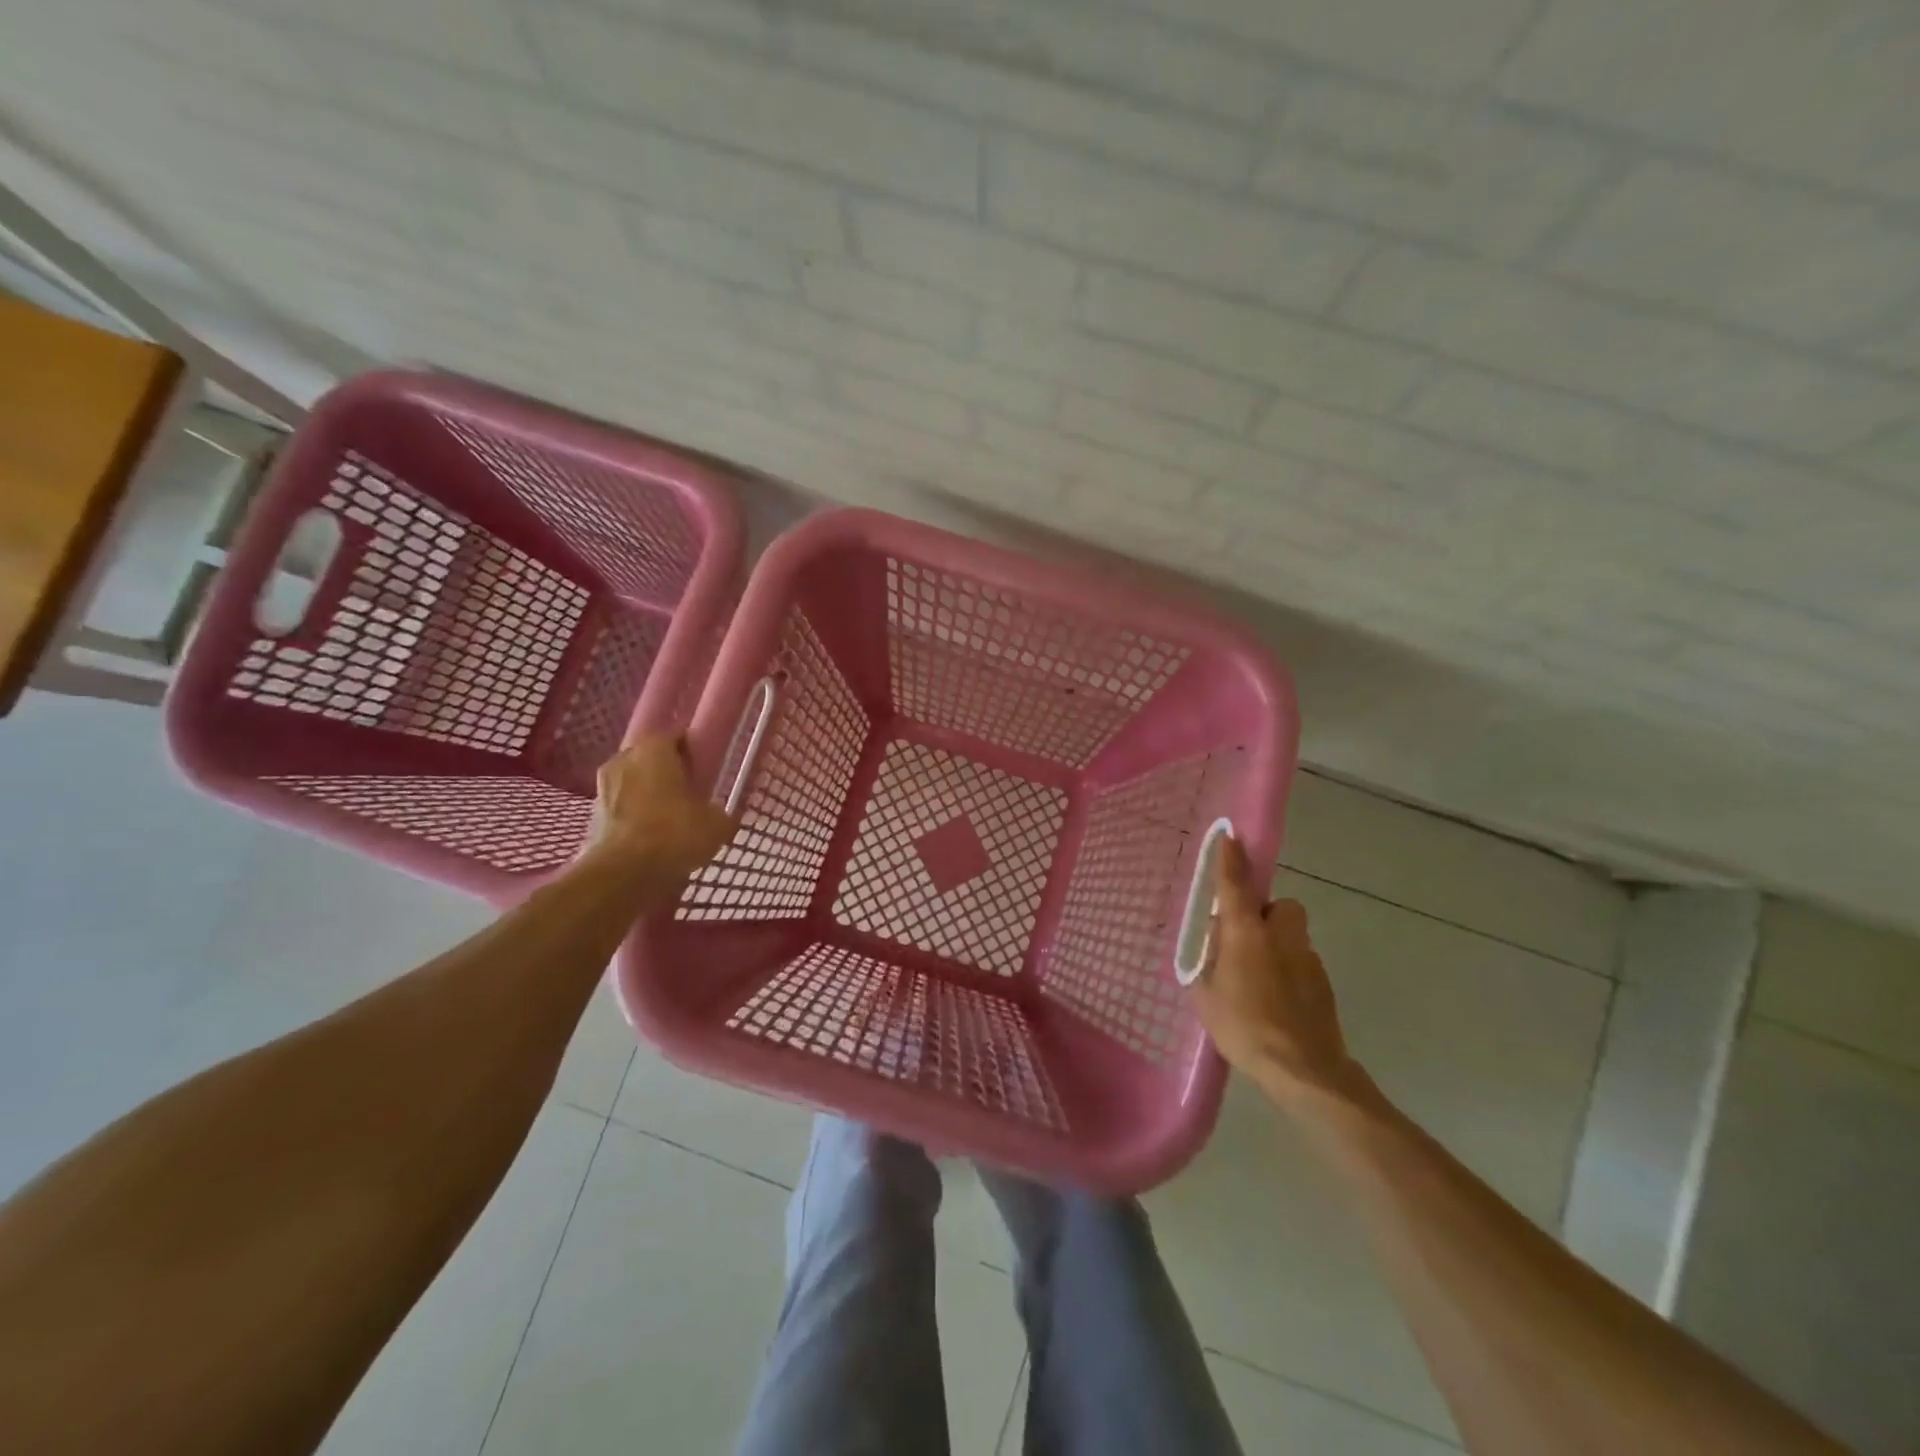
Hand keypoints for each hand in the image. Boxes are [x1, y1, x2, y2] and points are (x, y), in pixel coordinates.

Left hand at [581, 736, 734, 883]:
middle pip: (650, 760)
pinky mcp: (591, 817)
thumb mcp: (716, 824)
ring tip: (670, 819)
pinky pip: (621, 810)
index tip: (706, 769)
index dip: (693, 752)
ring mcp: (602, 788)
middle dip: (667, 773)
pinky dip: (634, 819)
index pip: (676, 737)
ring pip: (633, 784)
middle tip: (689, 793)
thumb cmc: (674, 834)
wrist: (622, 874)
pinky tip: (651, 838)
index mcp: (654, 749)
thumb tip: (717, 813)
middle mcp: (623, 759)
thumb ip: (718, 812)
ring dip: (648, 796)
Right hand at [1190, 837, 1368, 1108]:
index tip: (1230, 834)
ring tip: (1260, 981)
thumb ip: (1208, 963)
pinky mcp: (1324, 983)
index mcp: (1245, 933)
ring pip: (1292, 936)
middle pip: (1281, 906)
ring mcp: (1308, 958)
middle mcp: (1280, 936)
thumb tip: (1216, 946)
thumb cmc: (1243, 1027)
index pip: (1235, 885)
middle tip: (1246, 941)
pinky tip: (1279, 1003)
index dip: (1230, 859)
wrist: (1304, 1070)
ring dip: (1278, 946)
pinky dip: (1290, 972)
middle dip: (1266, 915)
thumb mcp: (1205, 995)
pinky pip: (1302, 963)